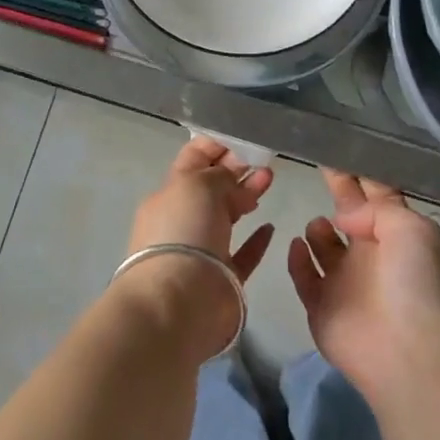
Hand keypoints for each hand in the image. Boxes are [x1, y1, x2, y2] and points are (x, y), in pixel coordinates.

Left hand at [128, 136, 275, 277]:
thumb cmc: (184, 232)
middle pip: (212, 187)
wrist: (180, 302)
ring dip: (247, 196)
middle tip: (265, 159)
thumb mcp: (198, 185)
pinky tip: (270, 227)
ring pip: (227, 216)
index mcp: (169, 195)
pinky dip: (256, 240)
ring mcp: (202, 250)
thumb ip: (218, 173)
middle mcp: (183, 220)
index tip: (244, 137)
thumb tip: (232, 174)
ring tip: (270, 180)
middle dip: (236, 169)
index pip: (192, 160)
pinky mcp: (223, 278)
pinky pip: (242, 253)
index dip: (216, 146)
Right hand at [287, 169, 439, 401]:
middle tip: (316, 163)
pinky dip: (298, 260)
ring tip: (319, 226)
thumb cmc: (415, 285)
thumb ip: (378, 208)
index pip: (377, 195)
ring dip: (319, 230)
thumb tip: (345, 215)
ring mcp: (345, 282)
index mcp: (398, 235)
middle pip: (349, 214)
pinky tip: (296, 245)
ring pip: (325, 247)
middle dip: (338, 191)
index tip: (339, 146)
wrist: (407, 353)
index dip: (360, 173)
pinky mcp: (321, 306)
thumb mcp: (412, 229)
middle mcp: (371, 254)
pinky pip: (304, 276)